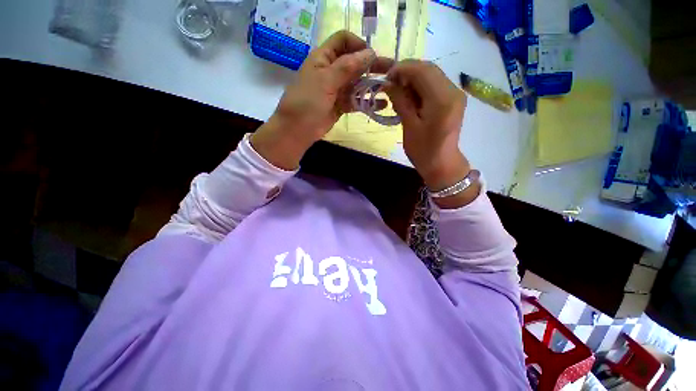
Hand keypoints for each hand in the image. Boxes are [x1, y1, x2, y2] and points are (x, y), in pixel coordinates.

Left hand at [251, 30, 391, 169]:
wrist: (297, 130)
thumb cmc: (307, 102)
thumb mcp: (325, 81)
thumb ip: (347, 67)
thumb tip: (370, 53)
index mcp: (323, 58)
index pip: (343, 41)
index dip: (358, 44)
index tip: (372, 56)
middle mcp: (331, 71)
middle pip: (354, 62)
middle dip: (371, 65)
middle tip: (391, 70)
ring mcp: (336, 89)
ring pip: (357, 82)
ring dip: (372, 85)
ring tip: (389, 88)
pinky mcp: (340, 105)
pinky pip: (356, 100)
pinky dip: (367, 102)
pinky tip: (380, 105)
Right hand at [385, 60, 476, 207]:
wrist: (442, 164)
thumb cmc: (423, 151)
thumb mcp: (409, 126)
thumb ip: (400, 101)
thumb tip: (388, 83)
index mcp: (442, 99)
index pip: (422, 71)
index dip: (402, 69)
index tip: (386, 78)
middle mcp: (453, 90)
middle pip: (428, 69)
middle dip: (407, 72)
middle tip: (391, 85)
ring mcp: (455, 93)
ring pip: (431, 75)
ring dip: (413, 79)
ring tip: (398, 93)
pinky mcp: (453, 99)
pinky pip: (435, 84)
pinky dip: (420, 86)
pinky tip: (410, 98)